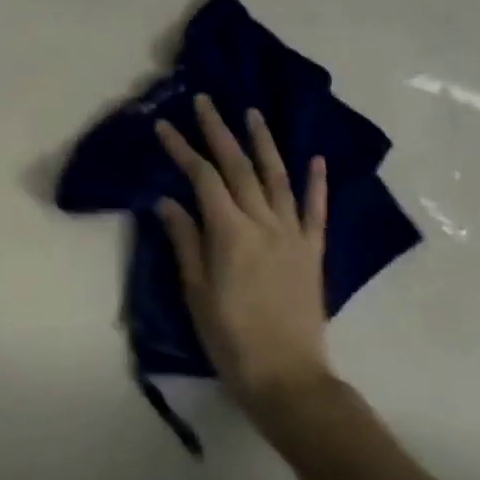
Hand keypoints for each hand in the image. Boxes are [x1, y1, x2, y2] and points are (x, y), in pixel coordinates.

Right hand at [154, 94, 332, 412]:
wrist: (287, 378)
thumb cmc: (230, 338)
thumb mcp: (195, 291)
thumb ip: (184, 241)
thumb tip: (166, 201)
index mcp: (230, 232)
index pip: (201, 178)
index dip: (182, 149)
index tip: (164, 126)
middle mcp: (264, 223)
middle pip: (238, 167)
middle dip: (219, 131)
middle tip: (206, 101)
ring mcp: (293, 235)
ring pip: (277, 178)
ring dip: (264, 143)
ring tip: (252, 114)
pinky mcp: (313, 252)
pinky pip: (315, 211)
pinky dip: (315, 183)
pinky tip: (315, 159)